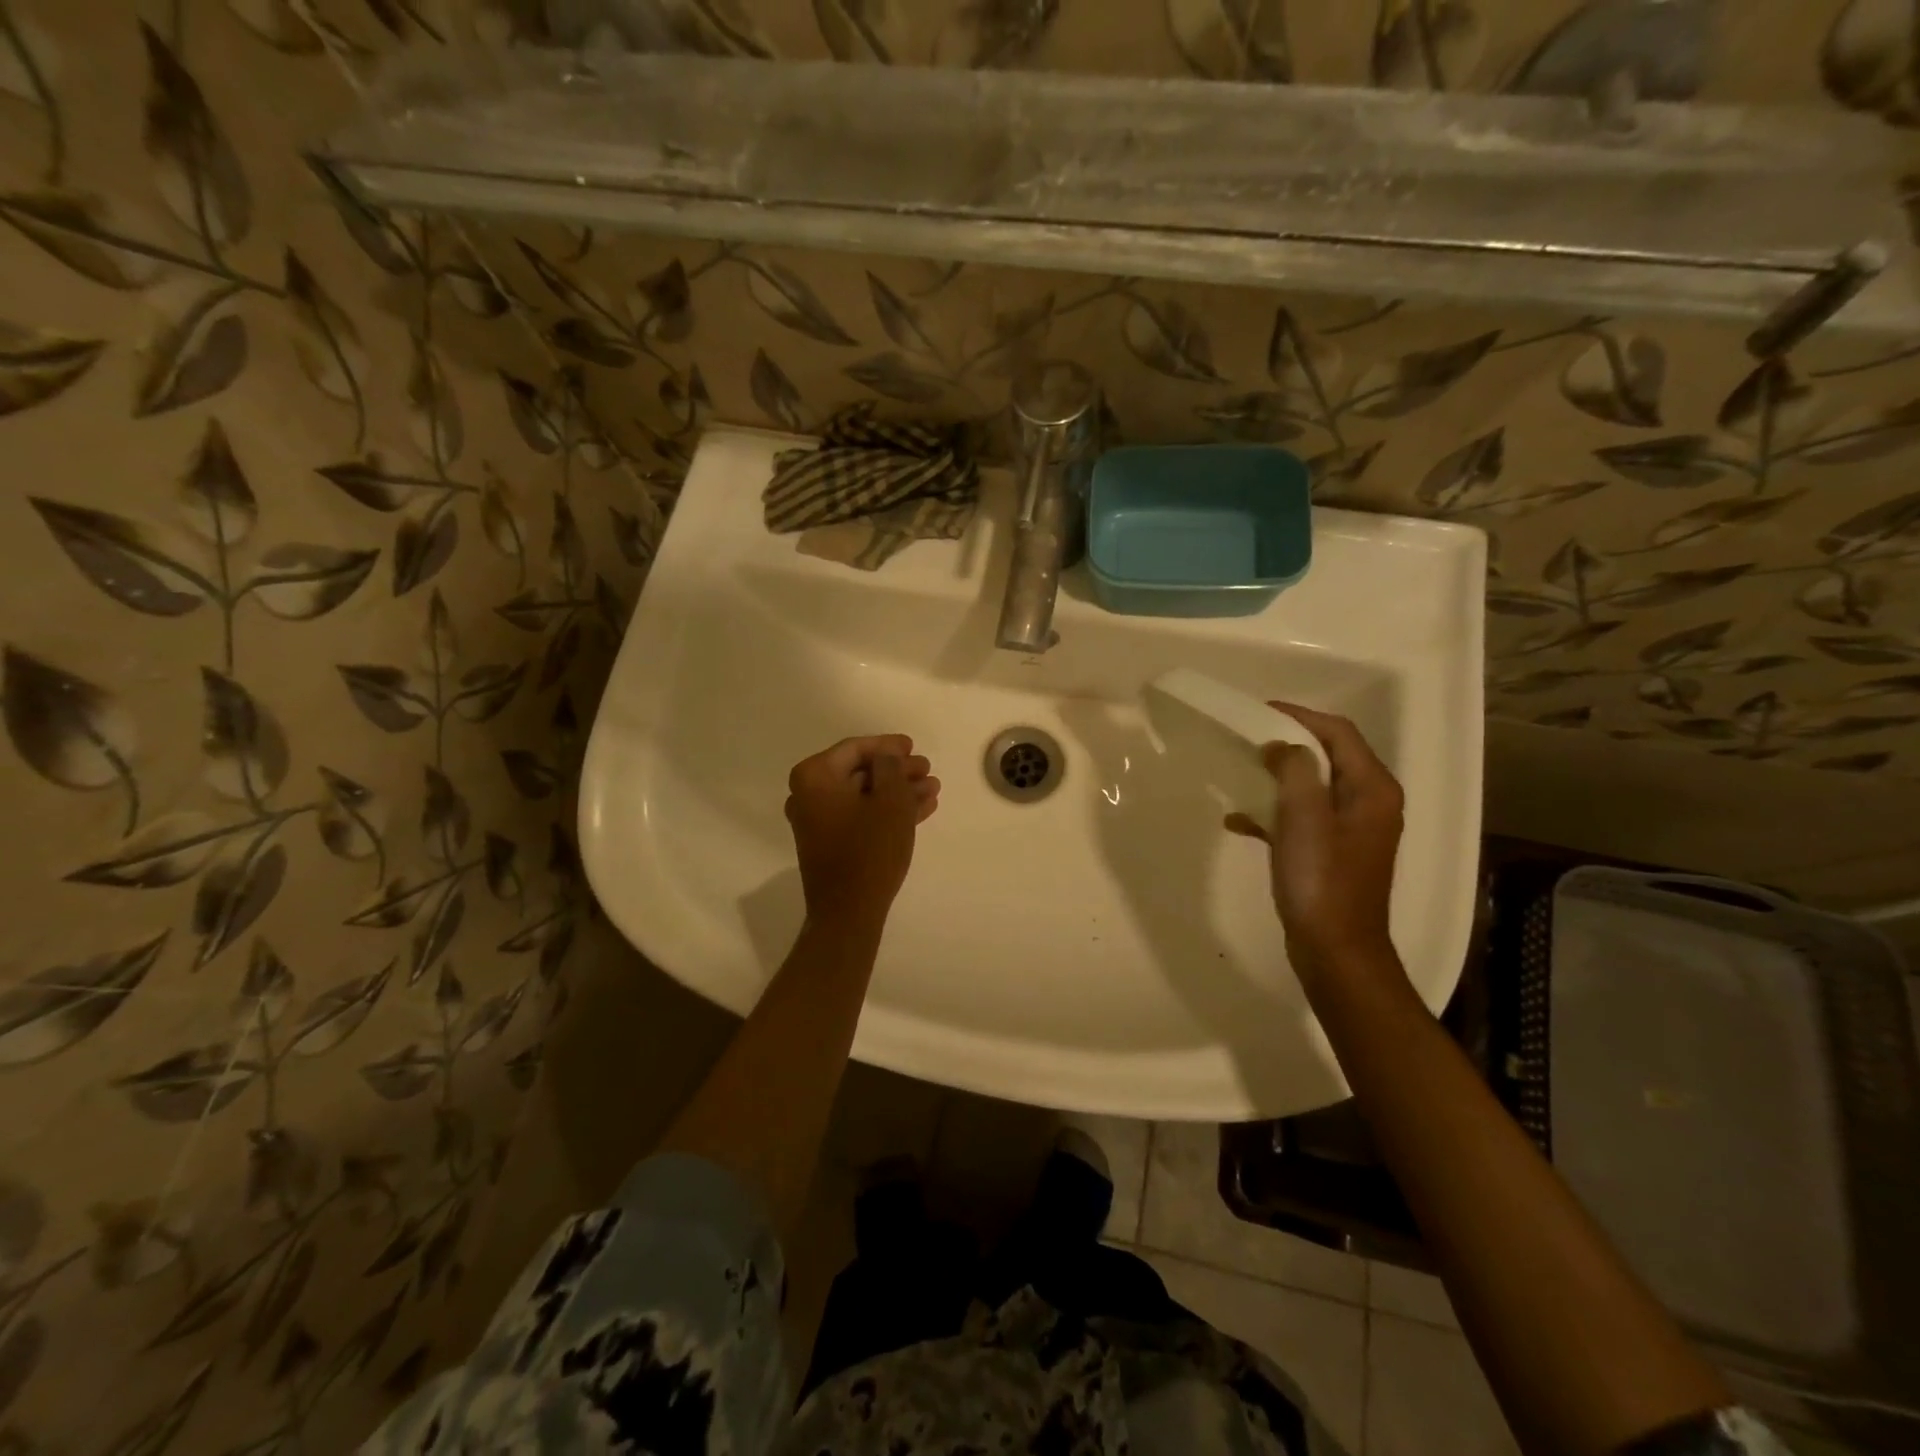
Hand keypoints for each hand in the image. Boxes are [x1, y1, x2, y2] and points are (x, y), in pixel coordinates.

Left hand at [786, 735, 940, 932]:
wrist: (849, 912)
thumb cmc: (869, 849)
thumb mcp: (890, 800)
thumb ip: (891, 767)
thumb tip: (886, 757)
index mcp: (814, 776)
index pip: (855, 749)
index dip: (888, 746)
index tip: (913, 746)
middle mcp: (808, 795)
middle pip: (860, 772)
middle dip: (897, 771)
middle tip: (927, 769)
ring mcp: (817, 821)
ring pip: (864, 796)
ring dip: (897, 791)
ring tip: (932, 788)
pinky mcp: (829, 844)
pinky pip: (860, 816)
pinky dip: (887, 811)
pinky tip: (920, 809)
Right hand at [1225, 704, 1403, 977]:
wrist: (1335, 950)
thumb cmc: (1322, 881)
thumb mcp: (1304, 818)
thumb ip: (1294, 770)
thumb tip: (1281, 746)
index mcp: (1372, 789)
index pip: (1339, 733)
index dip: (1300, 716)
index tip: (1259, 710)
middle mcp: (1369, 803)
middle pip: (1327, 757)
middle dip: (1286, 744)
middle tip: (1246, 738)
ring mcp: (1351, 829)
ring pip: (1311, 786)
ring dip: (1276, 777)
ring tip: (1239, 773)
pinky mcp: (1332, 852)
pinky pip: (1302, 817)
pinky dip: (1274, 813)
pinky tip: (1238, 821)